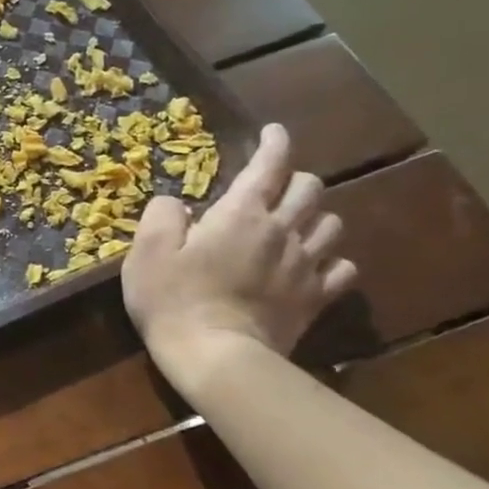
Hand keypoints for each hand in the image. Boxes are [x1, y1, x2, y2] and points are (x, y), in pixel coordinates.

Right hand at [122, 123, 357, 383]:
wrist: (216, 356)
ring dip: (315, 215)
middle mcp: (281, 231)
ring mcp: (304, 266)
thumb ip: (162, 216)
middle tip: (274, 184)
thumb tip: (176, 203)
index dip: (274, 144)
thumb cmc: (173, 299)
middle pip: (309, 189)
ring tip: (296, 222)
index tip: (273, 132)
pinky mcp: (314, 298)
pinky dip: (331, 260)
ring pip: (332, 224)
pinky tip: (314, 263)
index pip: (269, 166)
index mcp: (241, 214)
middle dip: (294, 178)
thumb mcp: (147, 251)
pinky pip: (341, 269)